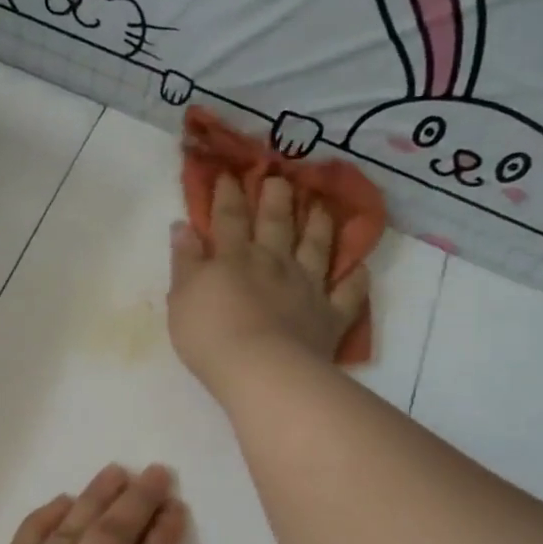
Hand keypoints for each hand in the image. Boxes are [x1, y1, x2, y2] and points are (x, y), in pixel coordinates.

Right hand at [168, 173, 369, 399]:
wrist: (260, 370)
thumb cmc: (210, 335)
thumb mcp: (182, 297)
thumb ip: (184, 261)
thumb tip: (183, 226)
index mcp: (235, 258)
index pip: (229, 218)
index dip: (228, 194)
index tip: (229, 174)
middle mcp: (274, 263)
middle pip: (276, 223)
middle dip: (277, 198)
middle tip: (281, 177)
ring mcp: (307, 288)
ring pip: (317, 248)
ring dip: (319, 225)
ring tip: (322, 206)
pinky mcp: (330, 316)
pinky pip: (348, 294)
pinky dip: (355, 280)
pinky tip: (360, 268)